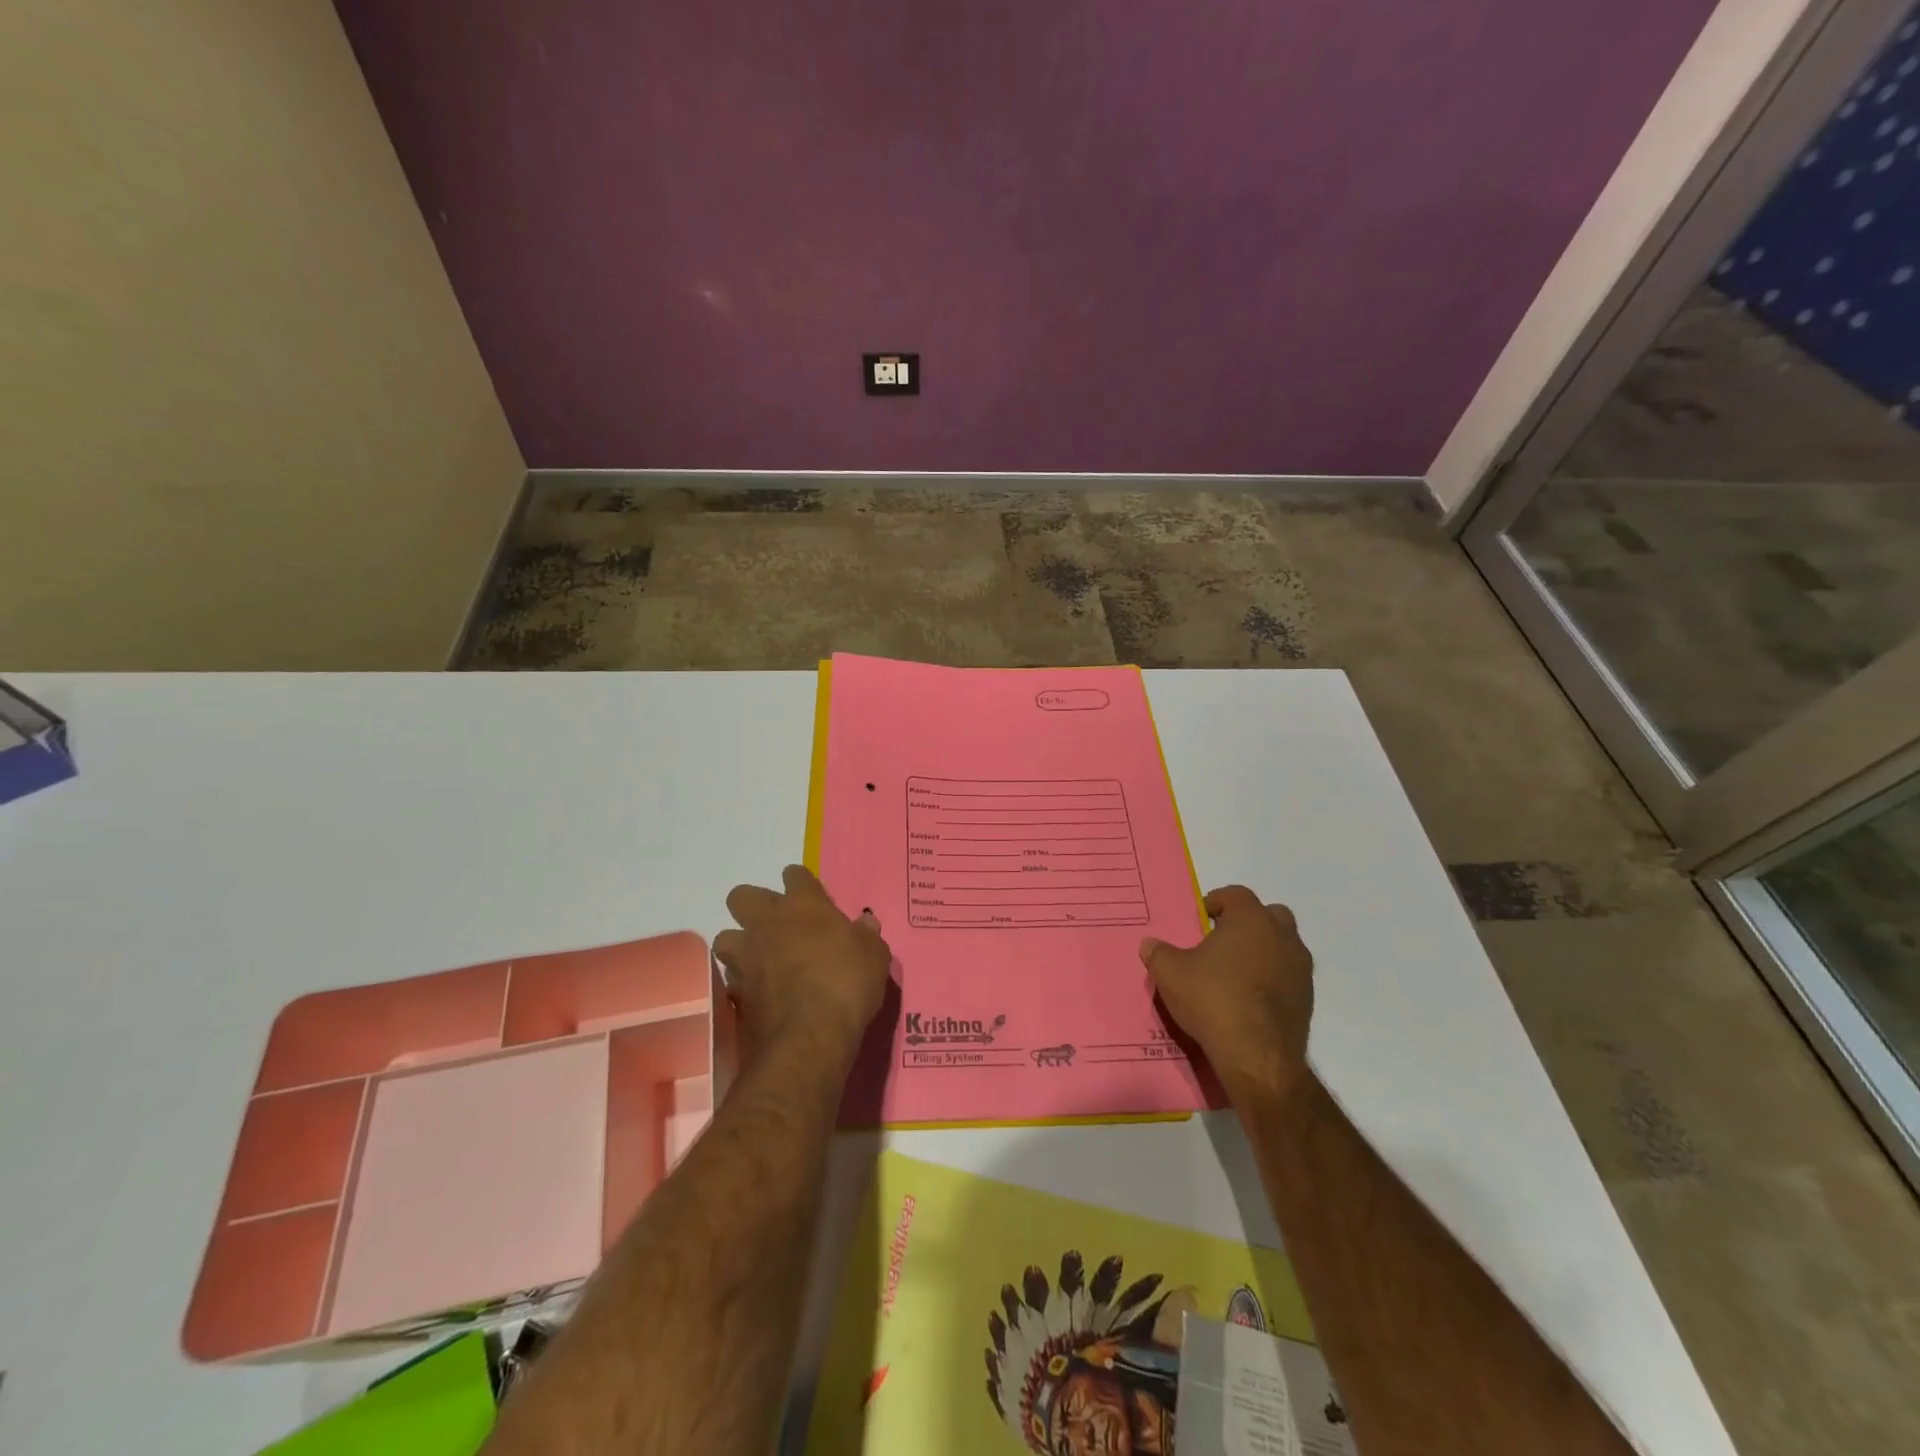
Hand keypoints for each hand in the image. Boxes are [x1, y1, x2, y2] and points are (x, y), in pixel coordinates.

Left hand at [714, 865, 891, 1066]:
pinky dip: (741, 983)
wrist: (810, 1037)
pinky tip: (758, 993)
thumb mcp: (874, 956)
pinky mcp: (735, 992)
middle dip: (755, 906)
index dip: (801, 883)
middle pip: (743, 896)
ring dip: (740, 945)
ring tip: (759, 960)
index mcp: (803, 905)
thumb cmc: (847, 984)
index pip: (794, 875)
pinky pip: (730, 978)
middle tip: (777, 925)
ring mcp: (746, 957)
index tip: (812, 897)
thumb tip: (865, 923)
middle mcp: (767, 923)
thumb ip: (866, 936)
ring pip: (725, 938)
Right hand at [1140, 885, 1313, 1099]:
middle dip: (1247, 923)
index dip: (1217, 902)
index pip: (1236, 894)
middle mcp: (1282, 936)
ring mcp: (1300, 968)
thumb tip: (1150, 944)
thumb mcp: (1170, 973)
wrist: (1257, 1055)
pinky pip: (1288, 976)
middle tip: (1222, 941)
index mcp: (1250, 919)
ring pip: (1283, 946)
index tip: (1201, 918)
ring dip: (1263, 951)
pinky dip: (1273, 979)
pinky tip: (1250, 999)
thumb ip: (1158, 953)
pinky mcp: (1307, 998)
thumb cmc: (1213, 999)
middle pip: (1269, 915)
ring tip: (1236, 972)